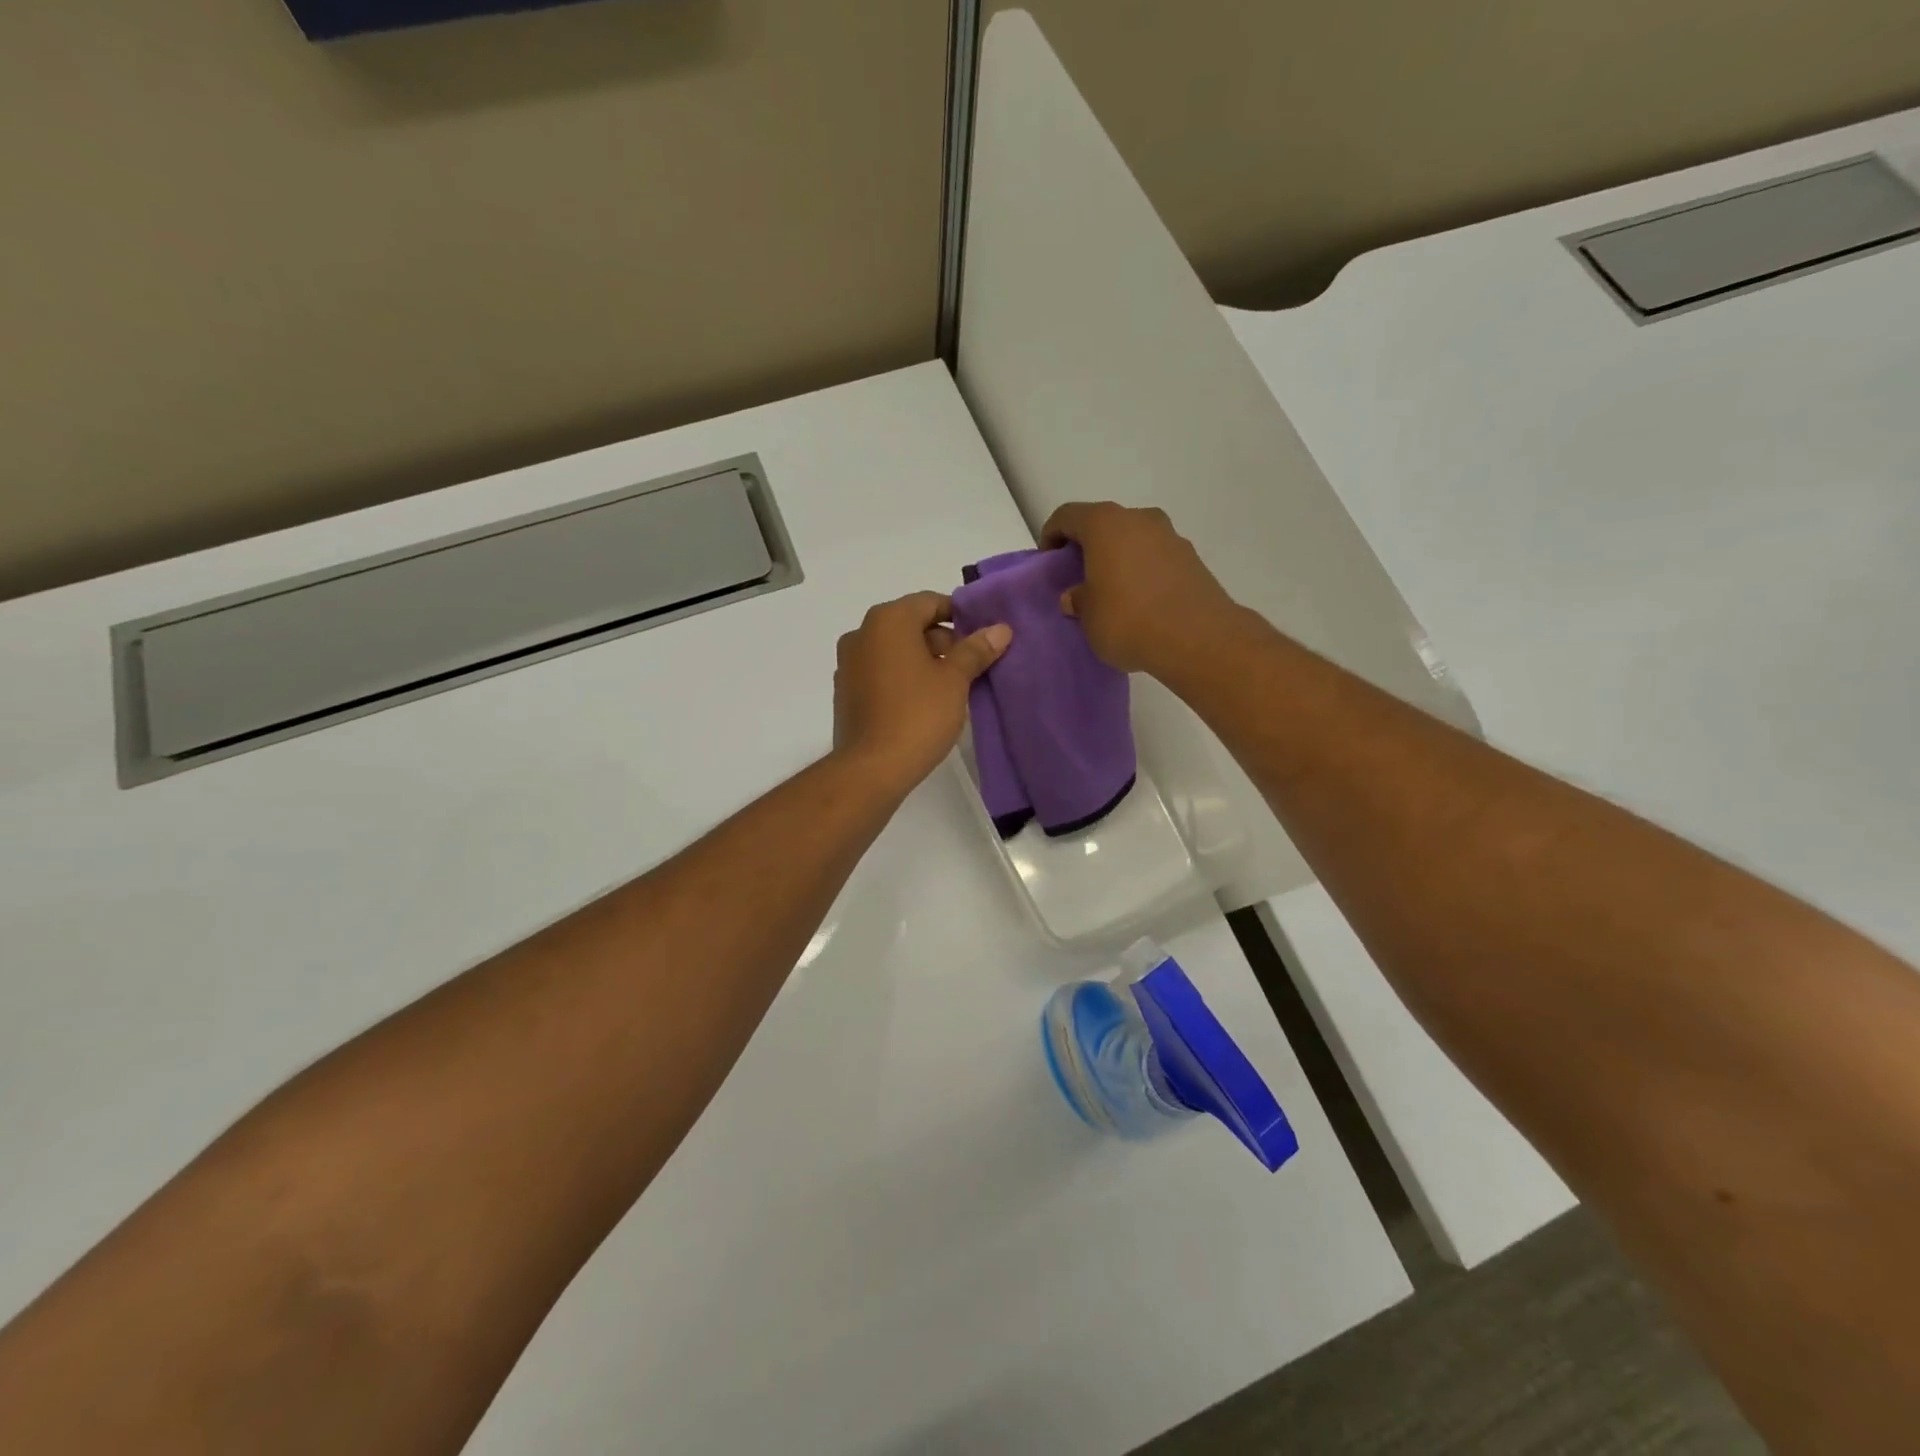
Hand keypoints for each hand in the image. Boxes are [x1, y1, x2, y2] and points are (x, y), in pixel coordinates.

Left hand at [833, 592, 1011, 790]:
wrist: (871, 768)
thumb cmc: (917, 715)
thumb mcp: (955, 680)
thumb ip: (976, 650)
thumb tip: (1000, 629)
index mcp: (888, 620)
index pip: (930, 602)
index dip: (960, 616)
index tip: (982, 638)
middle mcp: (862, 633)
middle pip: (910, 624)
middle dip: (942, 641)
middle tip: (970, 667)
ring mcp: (848, 663)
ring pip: (895, 650)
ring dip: (922, 660)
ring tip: (950, 688)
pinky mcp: (845, 691)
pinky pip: (880, 672)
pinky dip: (902, 677)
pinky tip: (922, 703)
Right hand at [1041, 501, 1243, 674]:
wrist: (1198, 638)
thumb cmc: (1128, 620)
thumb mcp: (1088, 617)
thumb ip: (1078, 600)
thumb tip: (1076, 595)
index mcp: (1105, 524)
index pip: (1068, 516)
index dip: (1052, 534)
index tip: (1048, 561)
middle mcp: (1140, 519)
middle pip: (1104, 524)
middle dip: (1089, 547)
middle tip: (1079, 577)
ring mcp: (1171, 536)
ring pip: (1133, 540)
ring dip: (1119, 558)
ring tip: (1112, 592)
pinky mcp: (1192, 559)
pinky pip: (1156, 558)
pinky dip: (1143, 571)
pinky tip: (1140, 602)